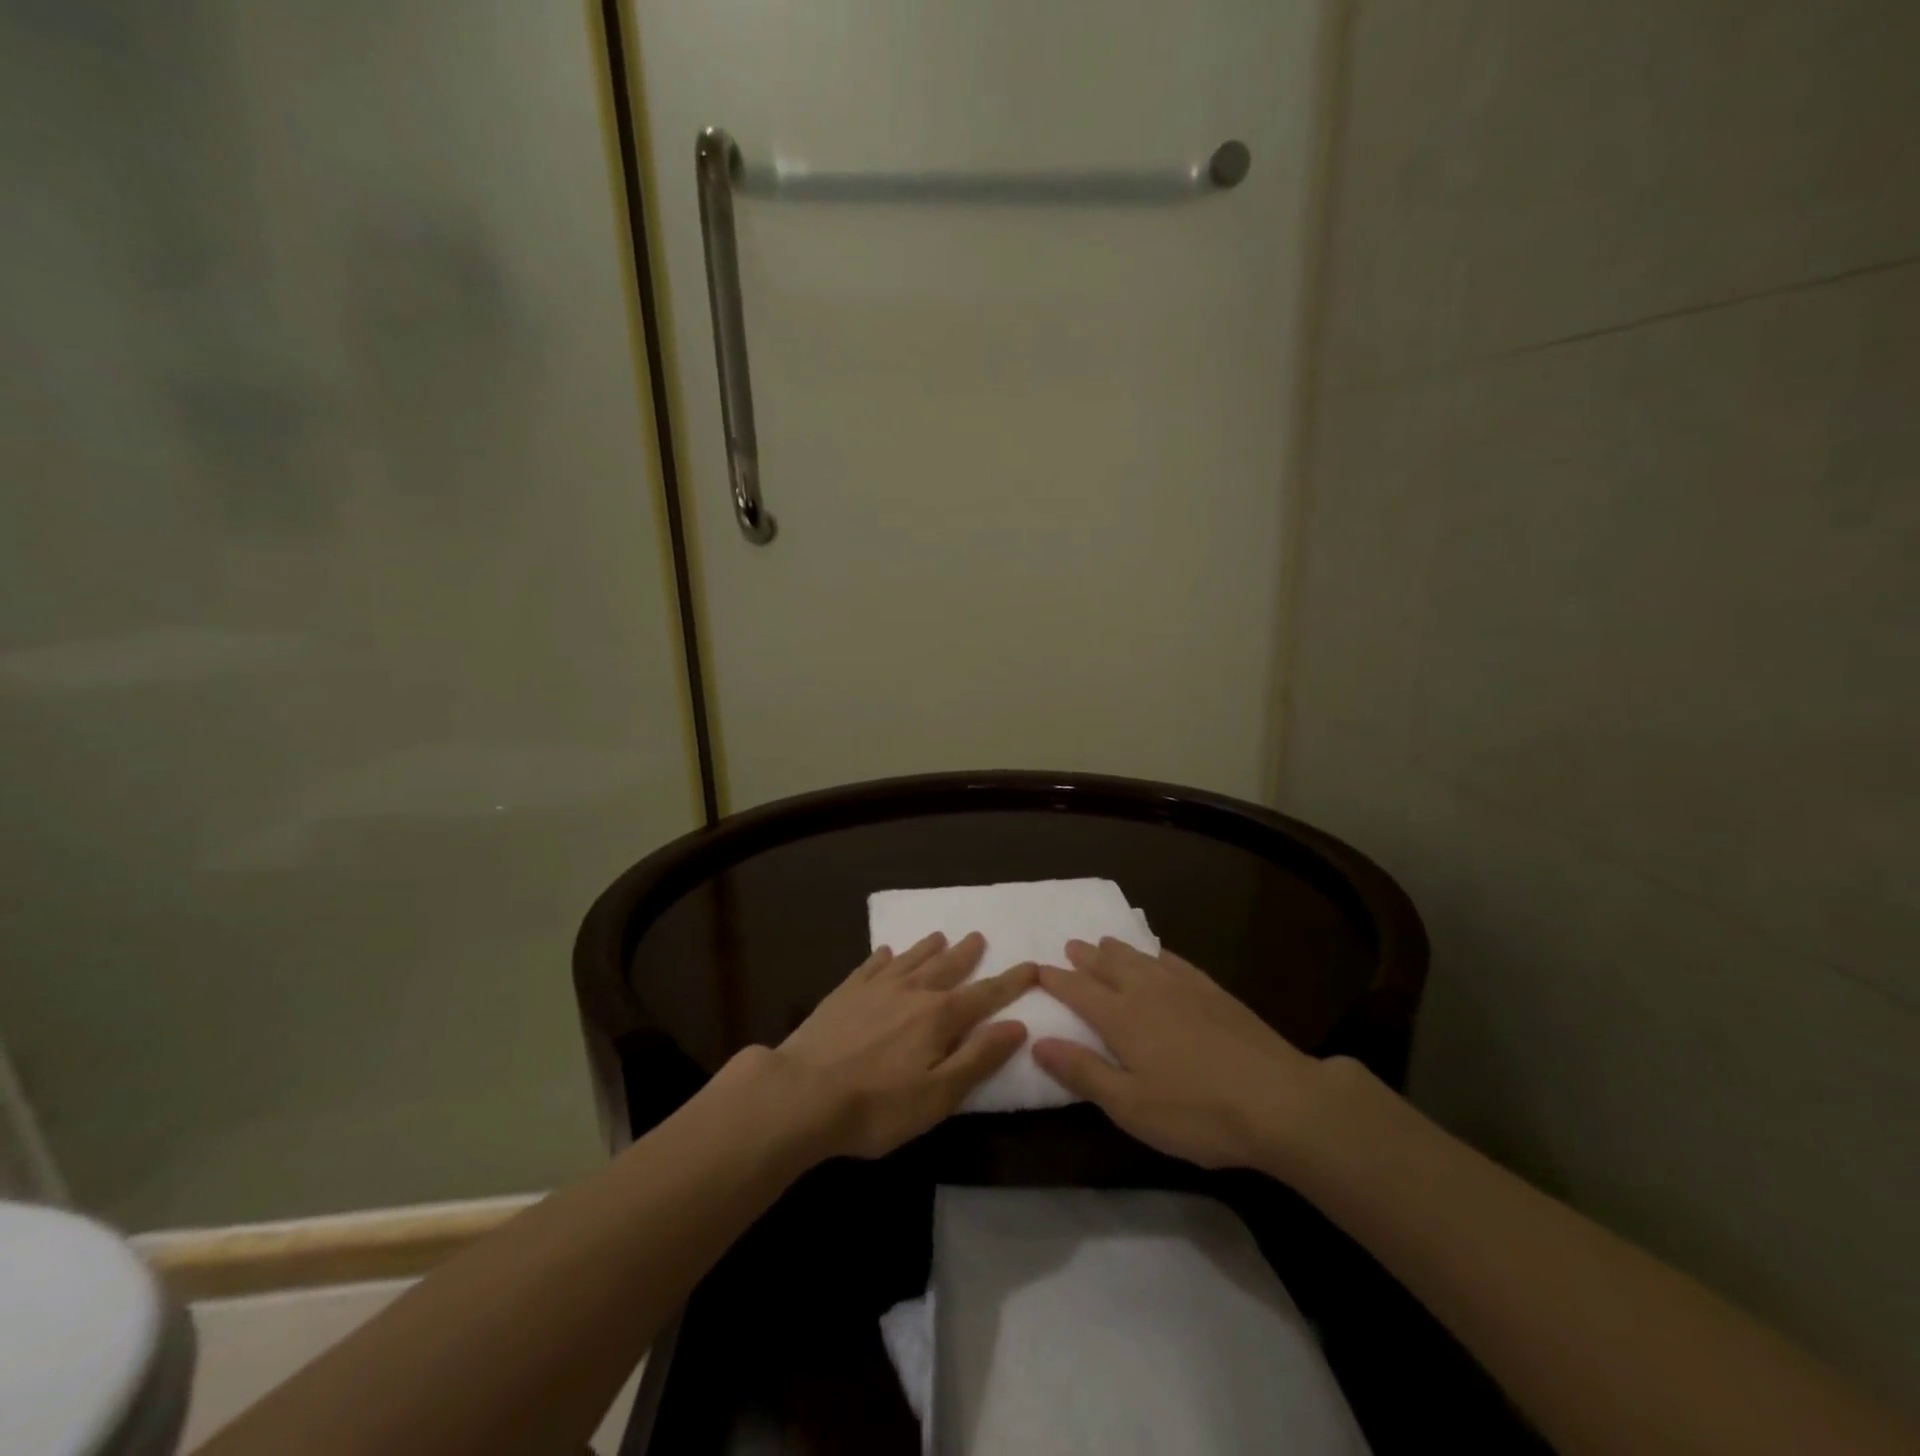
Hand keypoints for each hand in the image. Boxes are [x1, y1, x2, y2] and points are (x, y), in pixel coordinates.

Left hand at [769, 931, 1034, 1159]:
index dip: (1010, 982)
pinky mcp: (844, 993)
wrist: (801, 1094)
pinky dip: (882, 957)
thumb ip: (978, 1058)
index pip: (985, 995)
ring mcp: (875, 989)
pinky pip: (870, 966)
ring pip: (910, 960)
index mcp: (939, 1017)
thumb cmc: (877, 1106)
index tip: (1031, 965)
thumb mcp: (938, 1095)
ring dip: (928, 948)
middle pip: (946, 967)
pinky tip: (885, 952)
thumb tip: (1016, 1025)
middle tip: (979, 936)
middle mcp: (911, 992)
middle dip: (967, 954)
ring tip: (940, 935)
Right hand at [1030, 938, 1337, 1171]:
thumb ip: (1083, 1072)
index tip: (1036, 969)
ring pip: (1142, 959)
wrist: (1278, 1101)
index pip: (1078, 992)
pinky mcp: (1216, 994)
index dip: (1056, 980)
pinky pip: (1177, 963)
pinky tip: (1160, 955)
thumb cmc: (1196, 1112)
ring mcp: (1185, 989)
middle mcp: (1148, 992)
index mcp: (1122, 1018)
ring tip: (1105, 941)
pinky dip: (1160, 955)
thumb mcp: (1129, 1106)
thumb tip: (1038, 1042)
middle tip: (1070, 945)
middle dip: (1086, 957)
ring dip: (1118, 950)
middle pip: (1109, 966)